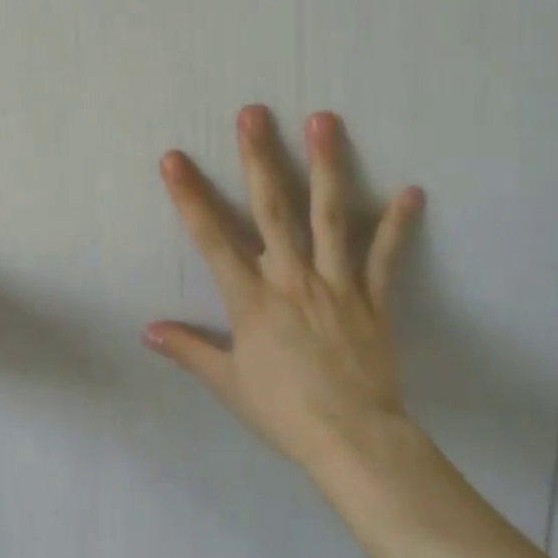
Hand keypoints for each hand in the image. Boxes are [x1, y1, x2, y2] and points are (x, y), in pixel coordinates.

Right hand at [145, 106, 426, 483]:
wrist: (355, 444)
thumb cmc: (285, 412)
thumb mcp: (228, 383)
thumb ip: (189, 350)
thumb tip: (146, 331)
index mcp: (252, 299)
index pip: (212, 238)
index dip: (190, 196)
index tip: (173, 158)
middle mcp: (291, 278)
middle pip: (272, 209)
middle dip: (259, 158)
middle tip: (254, 113)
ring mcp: (335, 284)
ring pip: (329, 216)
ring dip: (326, 166)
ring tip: (324, 121)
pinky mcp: (372, 299)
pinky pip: (385, 258)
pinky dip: (396, 226)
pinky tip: (411, 192)